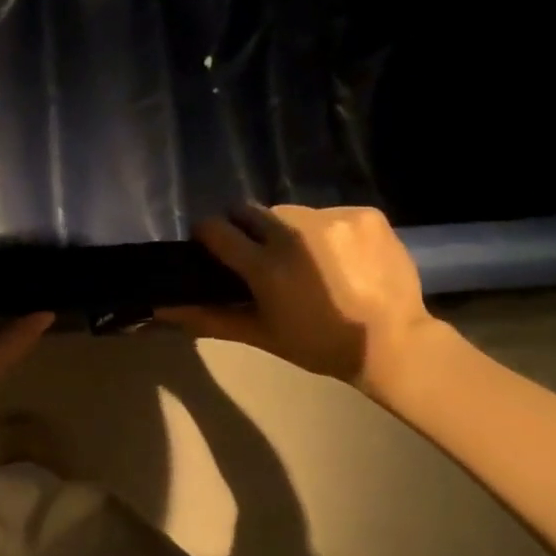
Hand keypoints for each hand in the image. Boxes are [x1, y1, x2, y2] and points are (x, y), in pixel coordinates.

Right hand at [157, 205, 434, 390]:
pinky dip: (325, 230)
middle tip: (260, 256)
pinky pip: (327, 212)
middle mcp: (294, 233)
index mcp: (265, 266)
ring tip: (305, 257)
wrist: (393, 342)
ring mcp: (333, 219)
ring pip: (289, 211)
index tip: (212, 246)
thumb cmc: (317, 344)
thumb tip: (162, 308)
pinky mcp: (364, 213)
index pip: (215, 228)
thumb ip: (208, 317)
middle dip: (246, 230)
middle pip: (249, 211)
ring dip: (286, 229)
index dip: (208, 235)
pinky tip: (339, 255)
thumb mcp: (259, 334)